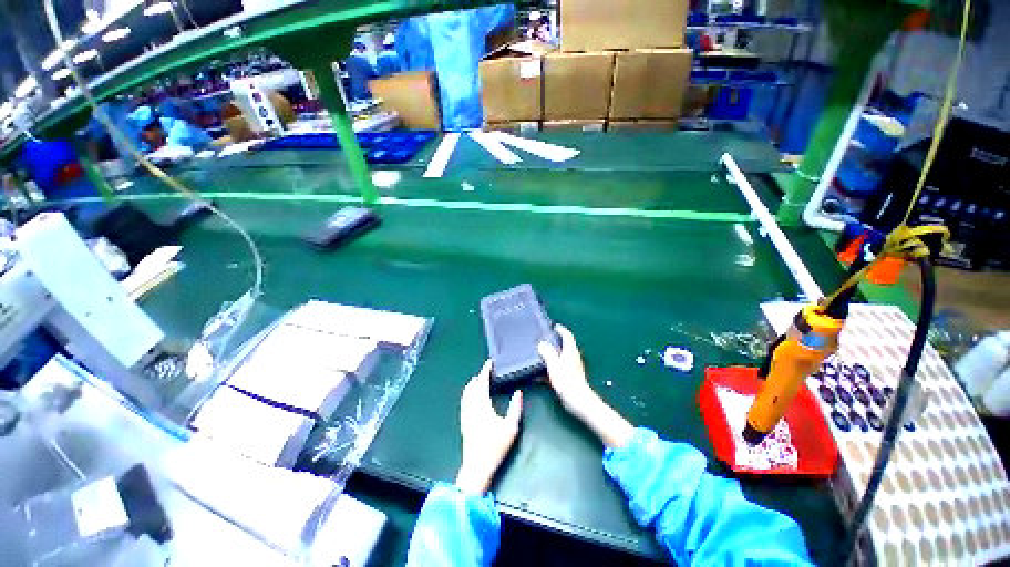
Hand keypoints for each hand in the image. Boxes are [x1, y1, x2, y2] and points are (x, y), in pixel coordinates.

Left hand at [455, 361, 522, 495]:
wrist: (477, 467)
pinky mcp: (463, 421)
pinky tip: (470, 395)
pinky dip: (467, 393)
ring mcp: (466, 414)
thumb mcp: (511, 427)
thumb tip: (518, 392)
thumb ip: (515, 408)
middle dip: (479, 376)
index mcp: (483, 406)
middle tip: (486, 370)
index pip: (483, 383)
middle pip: (472, 386)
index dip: (485, 371)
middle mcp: (472, 407)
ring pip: (466, 394)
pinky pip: (464, 401)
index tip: (489, 363)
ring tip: (478, 379)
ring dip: (472, 384)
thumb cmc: (495, 447)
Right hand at [538, 325, 633, 448]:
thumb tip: (542, 344)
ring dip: (554, 353)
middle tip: (546, 339)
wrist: (578, 400)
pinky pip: (561, 366)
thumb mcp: (554, 364)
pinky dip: (553, 365)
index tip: (555, 326)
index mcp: (570, 351)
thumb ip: (547, 353)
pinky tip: (544, 373)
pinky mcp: (571, 377)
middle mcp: (573, 357)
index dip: (561, 330)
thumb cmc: (566, 381)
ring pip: (563, 356)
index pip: (567, 336)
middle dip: (557, 341)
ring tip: (542, 354)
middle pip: (566, 345)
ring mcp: (573, 367)